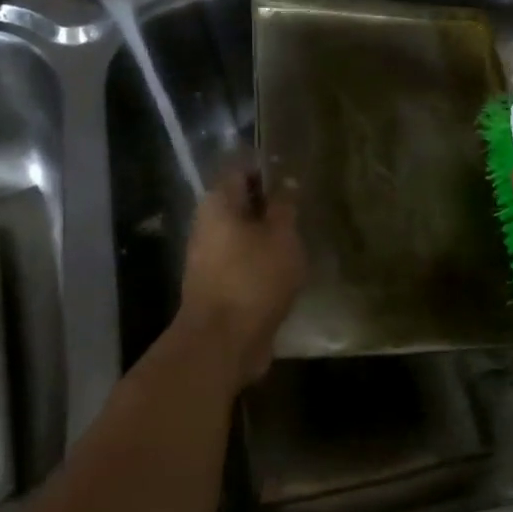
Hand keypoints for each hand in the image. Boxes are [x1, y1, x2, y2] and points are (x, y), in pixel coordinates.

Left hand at [178, 160, 304, 386]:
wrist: (222, 342)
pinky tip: (288, 270)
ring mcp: (209, 257)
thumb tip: (286, 182)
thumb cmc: (253, 278)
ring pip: (244, 235)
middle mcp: (207, 224)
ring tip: (302, 240)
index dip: (269, 169)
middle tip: (305, 210)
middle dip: (272, 205)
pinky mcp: (217, 285)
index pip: (242, 169)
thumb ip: (284, 207)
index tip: (297, 175)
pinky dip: (264, 262)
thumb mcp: (281, 236)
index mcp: (218, 203)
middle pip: (242, 203)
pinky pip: (243, 262)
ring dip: (269, 237)